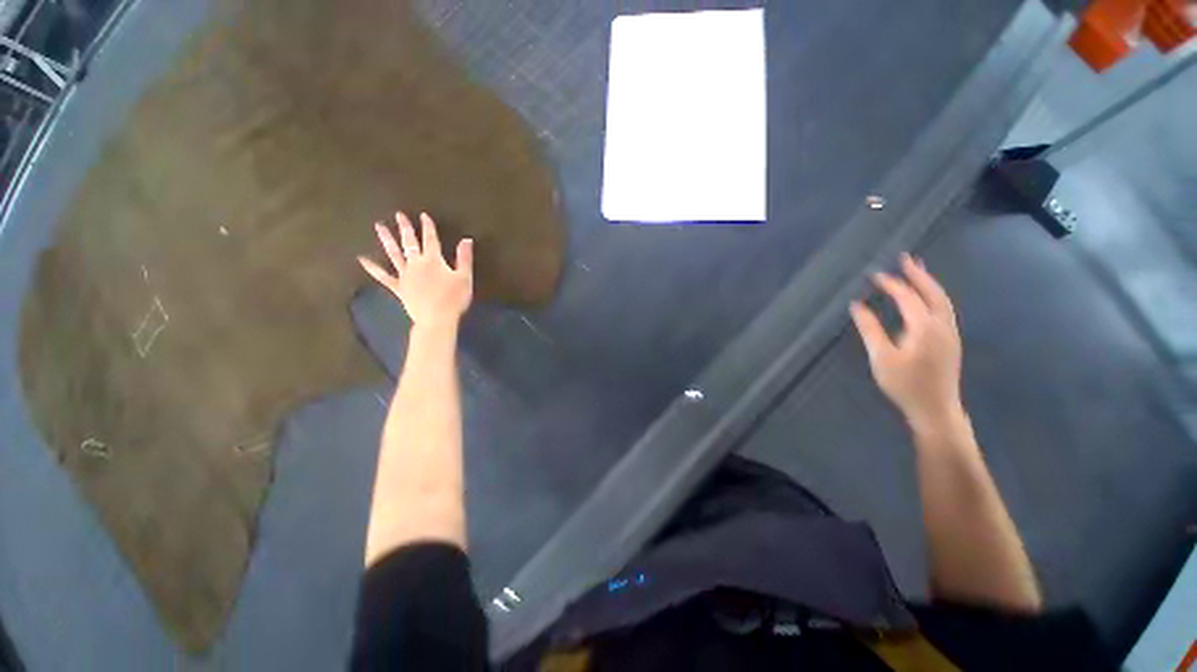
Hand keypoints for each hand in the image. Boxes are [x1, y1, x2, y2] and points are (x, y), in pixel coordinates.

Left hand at [359, 212, 473, 330]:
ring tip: (379, 226)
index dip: (428, 227)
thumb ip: (464, 258)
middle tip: (398, 215)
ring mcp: (405, 275)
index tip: (423, 215)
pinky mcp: (398, 287)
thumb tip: (466, 239)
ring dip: (387, 240)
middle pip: (410, 243)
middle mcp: (416, 264)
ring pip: (394, 254)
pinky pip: (383, 276)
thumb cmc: (454, 298)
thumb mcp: (465, 277)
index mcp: (434, 260)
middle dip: (405, 228)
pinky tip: (362, 259)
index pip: (431, 239)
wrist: (437, 319)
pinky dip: (372, 268)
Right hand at [850, 253, 963, 432]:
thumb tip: (857, 305)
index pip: (908, 297)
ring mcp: (950, 333)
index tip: (874, 275)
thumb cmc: (904, 384)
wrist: (936, 409)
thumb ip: (870, 329)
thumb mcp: (881, 357)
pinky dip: (933, 295)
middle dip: (918, 273)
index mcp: (925, 327)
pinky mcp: (950, 340)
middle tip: (905, 257)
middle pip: (933, 292)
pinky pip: (943, 309)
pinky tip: (925, 297)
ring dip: (929, 282)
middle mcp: (942, 325)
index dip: (891, 284)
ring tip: (916, 269)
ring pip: (942, 300)